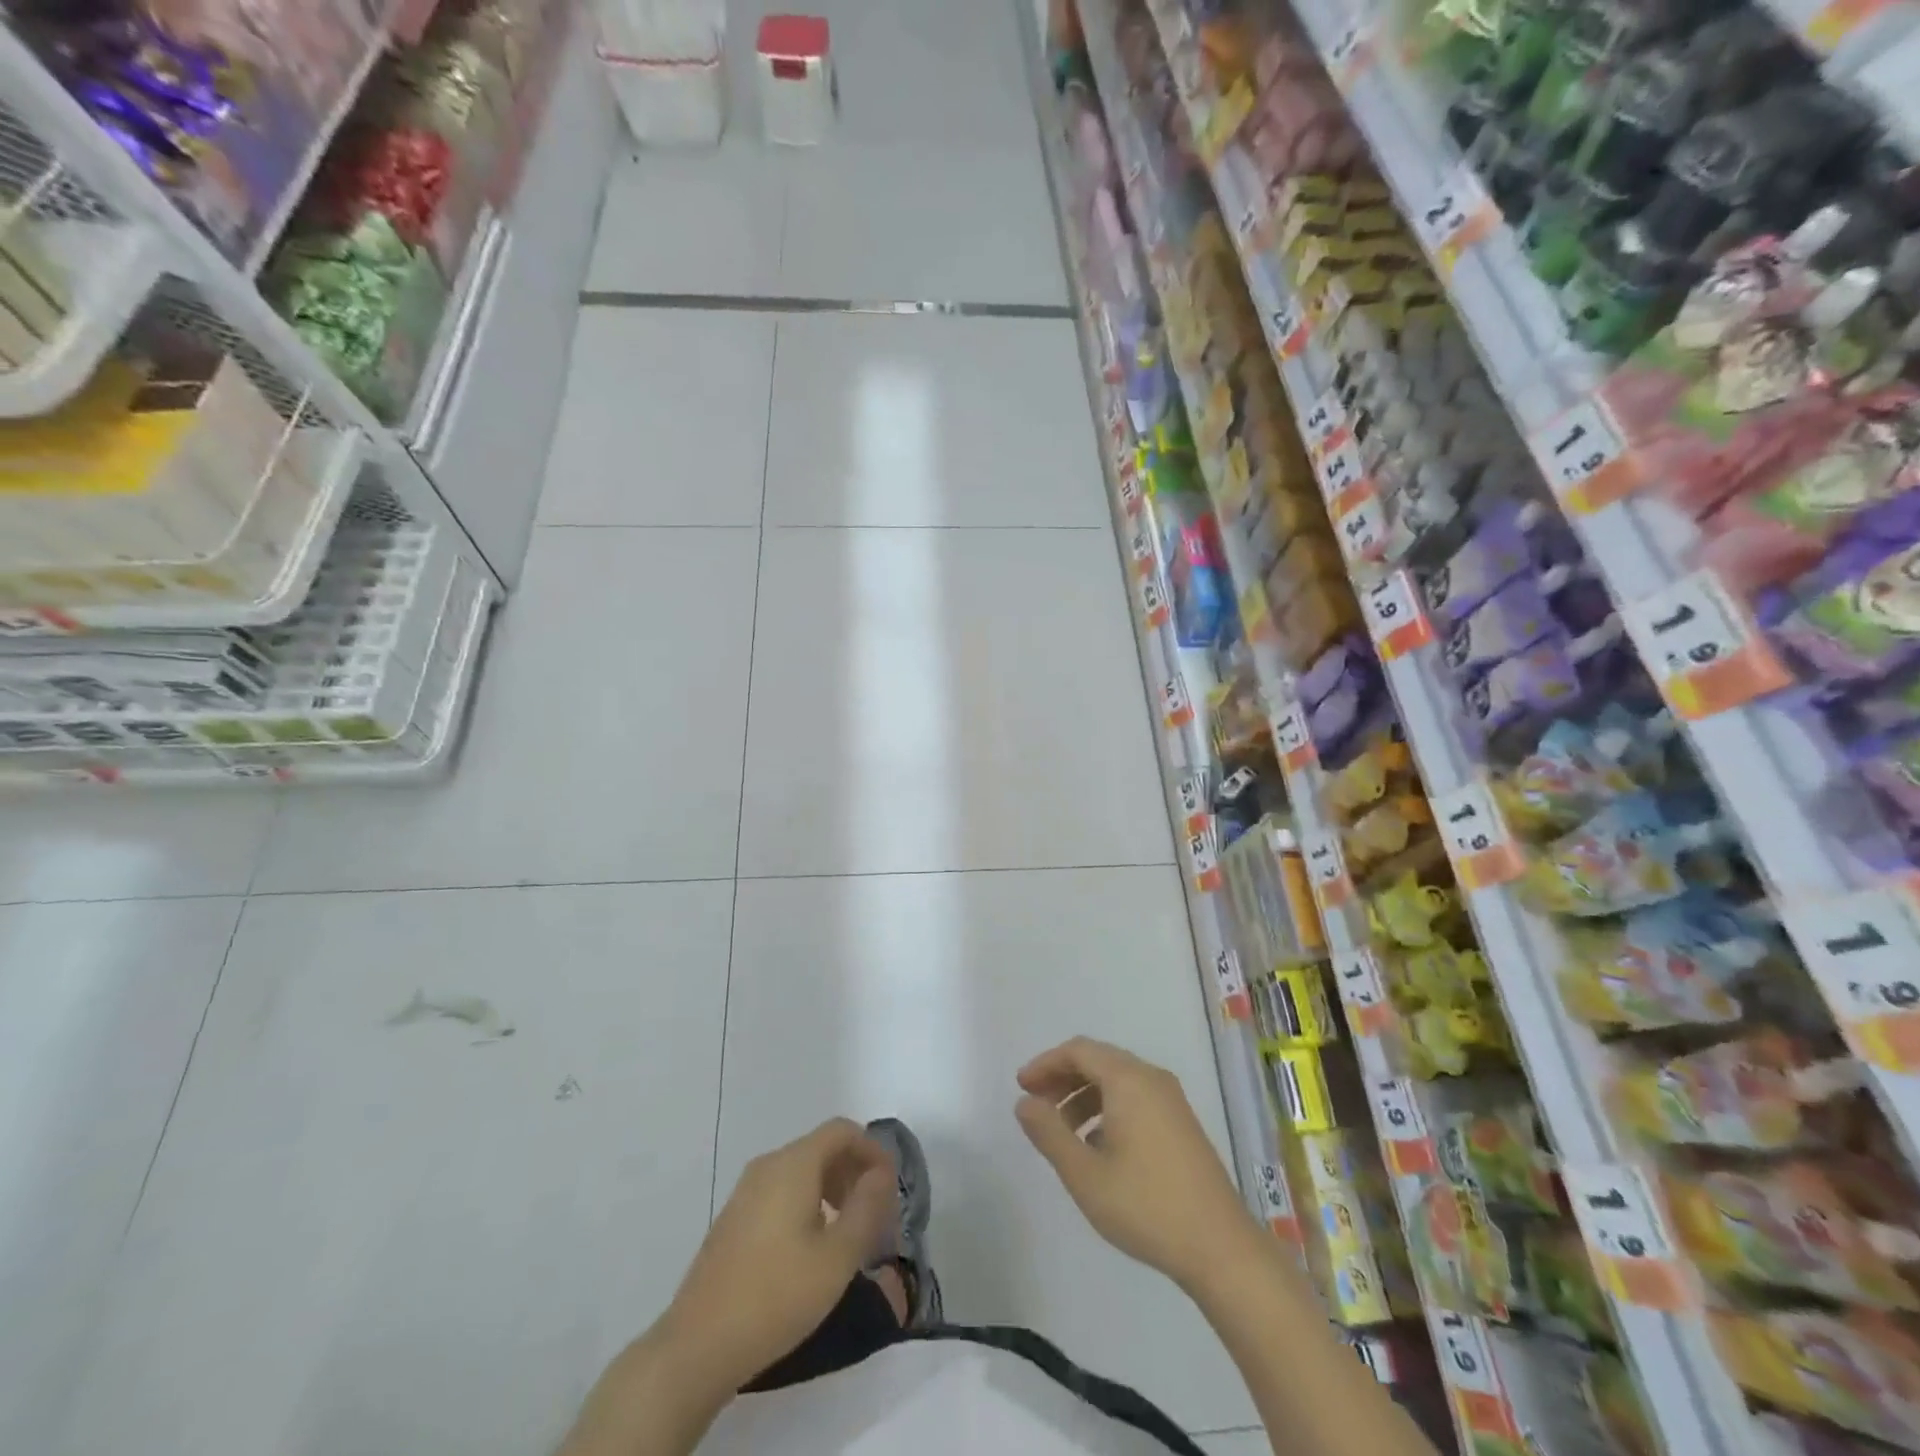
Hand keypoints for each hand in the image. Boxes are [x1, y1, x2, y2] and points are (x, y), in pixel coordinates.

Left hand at [658, 1119, 896, 1397]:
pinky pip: (782, 1191)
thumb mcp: (837, 1257)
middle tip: (876, 1215)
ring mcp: (746, 1191)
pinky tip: (812, 1248)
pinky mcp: (734, 1218)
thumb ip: (867, 1208)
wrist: (698, 1345)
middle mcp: (768, 1165)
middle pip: (822, 1148)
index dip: (872, 1150)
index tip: (891, 1188)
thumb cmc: (776, 1296)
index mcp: (794, 1164)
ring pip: (802, 1171)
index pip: (842, 1131)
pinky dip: (808, 1203)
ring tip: (849, 1233)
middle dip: (854, 1172)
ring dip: (833, 1190)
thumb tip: (881, 1174)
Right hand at [1015, 1037, 1257, 1290]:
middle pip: (1098, 1060)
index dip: (1045, 1064)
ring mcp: (1171, 1101)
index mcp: (1128, 1080)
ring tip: (1062, 1132)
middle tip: (1036, 1106)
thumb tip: (1024, 1103)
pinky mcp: (1182, 1123)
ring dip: (1084, 1096)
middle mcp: (1151, 1078)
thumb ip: (1049, 1133)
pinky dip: (1107, 1109)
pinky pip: (1135, 1098)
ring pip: (1117, 1080)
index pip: (1078, 1050)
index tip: (1021, 1088)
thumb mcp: (1085, 1174)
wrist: (1221, 1248)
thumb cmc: (1146, 1206)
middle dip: (1062, 1078)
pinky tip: (1097, 1147)